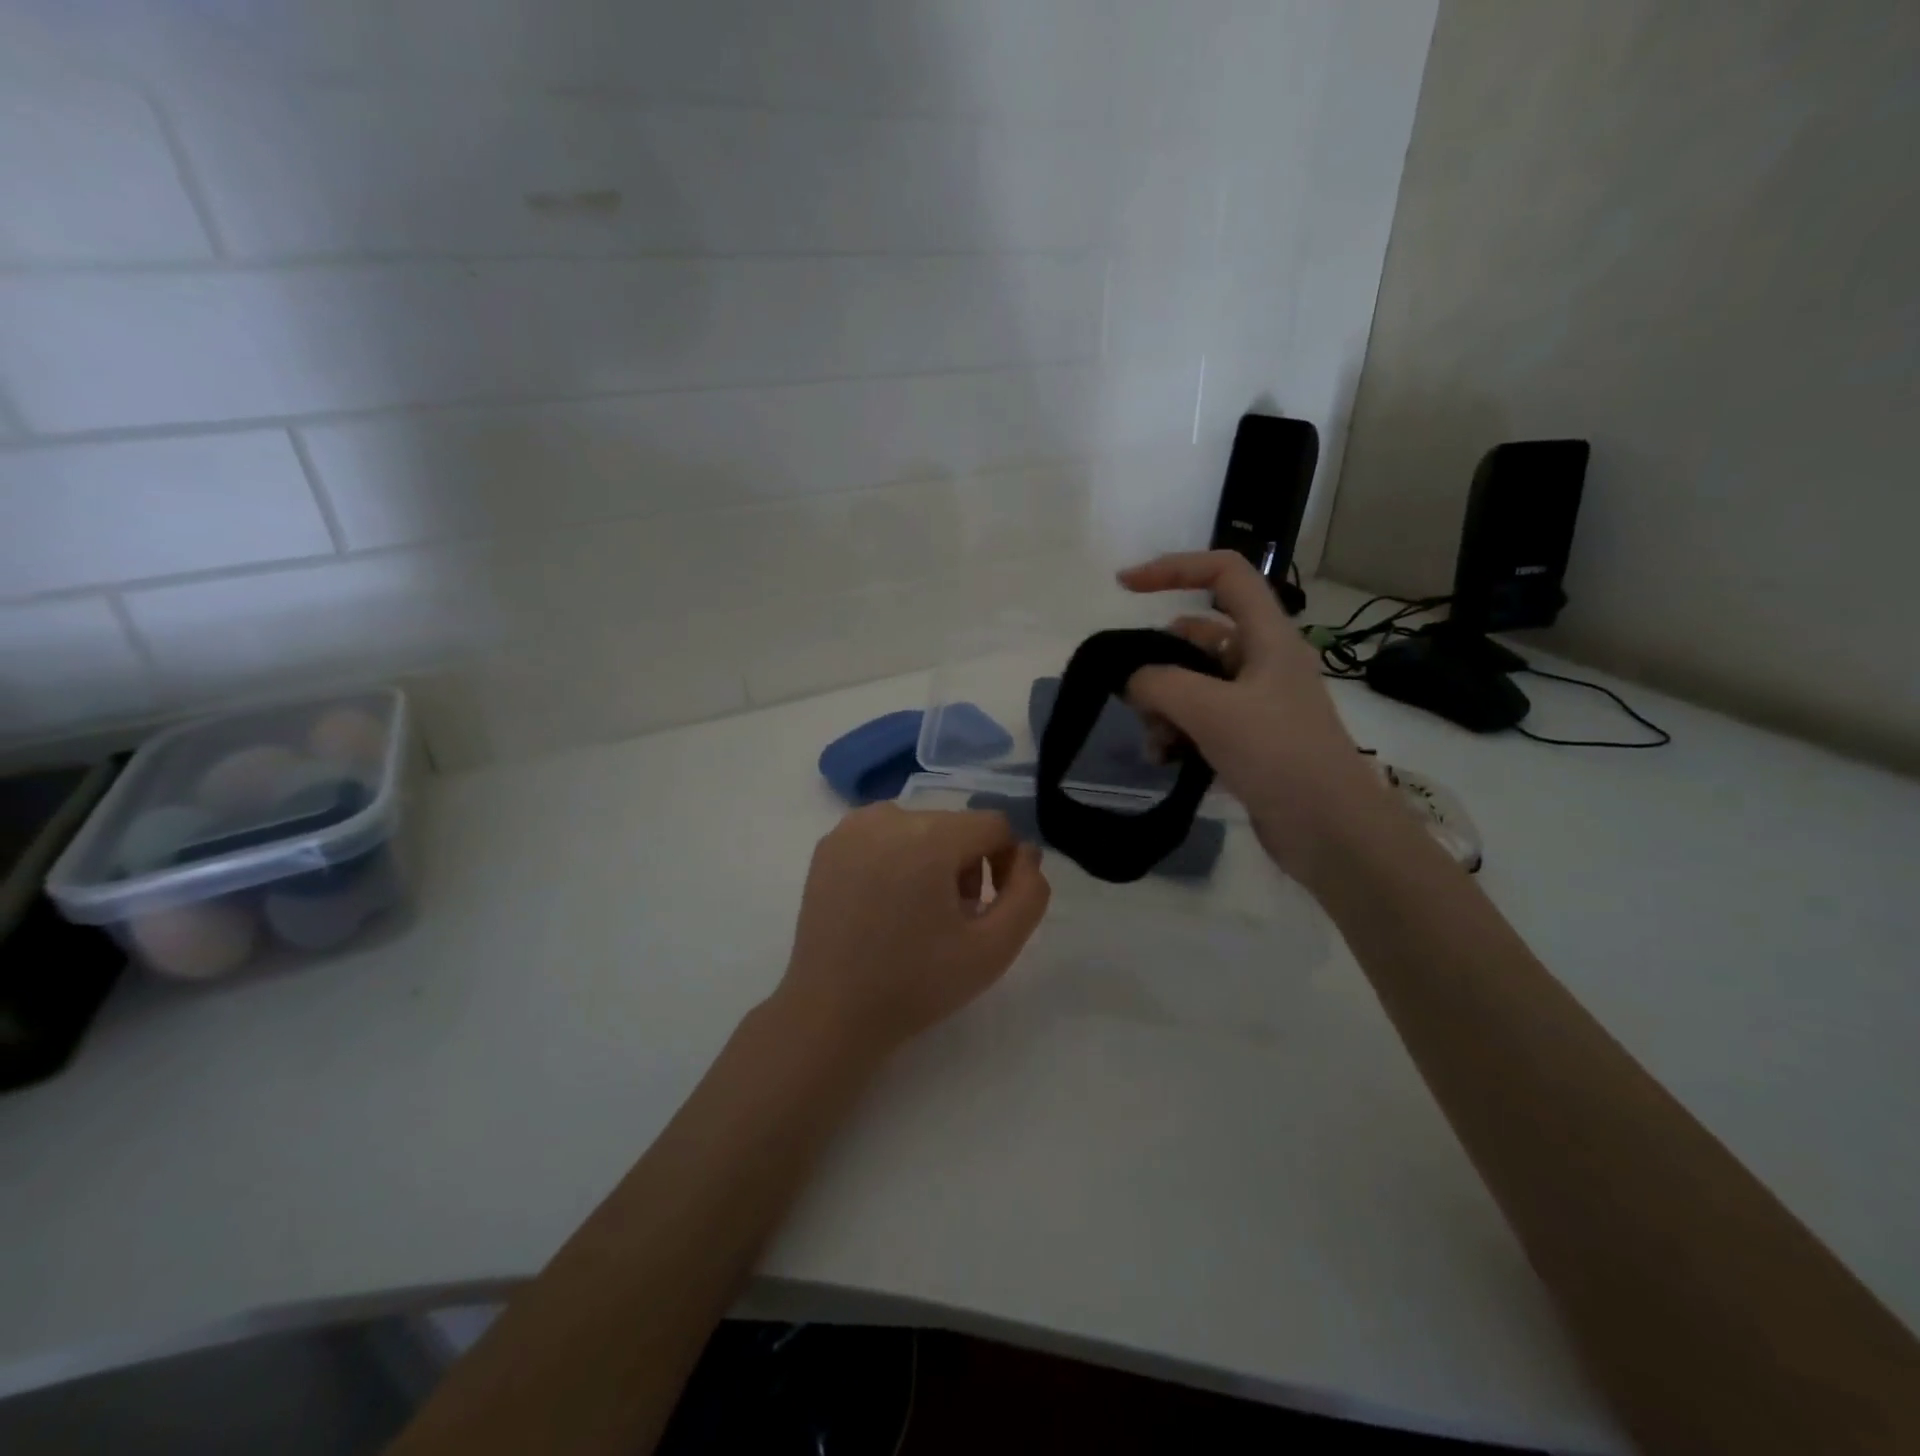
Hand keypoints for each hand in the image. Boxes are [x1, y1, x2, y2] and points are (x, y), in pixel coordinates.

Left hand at [775, 804, 1050, 1057]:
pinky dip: (897, 859)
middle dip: (966, 865)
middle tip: (952, 919)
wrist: (831, 1013)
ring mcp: (851, 827)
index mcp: (928, 836)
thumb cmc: (916, 984)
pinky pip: (884, 836)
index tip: (987, 909)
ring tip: (918, 914)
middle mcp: (888, 816)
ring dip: (933, 861)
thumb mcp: (994, 948)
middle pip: (956, 826)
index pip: (993, 825)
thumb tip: (1026, 853)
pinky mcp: (828, 845)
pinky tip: (885, 905)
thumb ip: (1029, 894)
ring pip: (920, 828)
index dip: (1005, 864)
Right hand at [1119, 550, 1386, 878]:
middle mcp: (1262, 661)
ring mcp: (1255, 703)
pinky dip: (1176, 733)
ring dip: (1163, 706)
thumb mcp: (1212, 710)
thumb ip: (1160, 683)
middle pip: (1196, 637)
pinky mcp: (1248, 740)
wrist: (1331, 831)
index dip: (1174, 568)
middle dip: (1158, 662)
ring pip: (1192, 684)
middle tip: (1133, 696)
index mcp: (1268, 636)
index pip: (1224, 573)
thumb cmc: (1279, 755)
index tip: (1125, 587)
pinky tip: (1165, 760)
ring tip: (1154, 743)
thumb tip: (1130, 678)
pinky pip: (1198, 721)